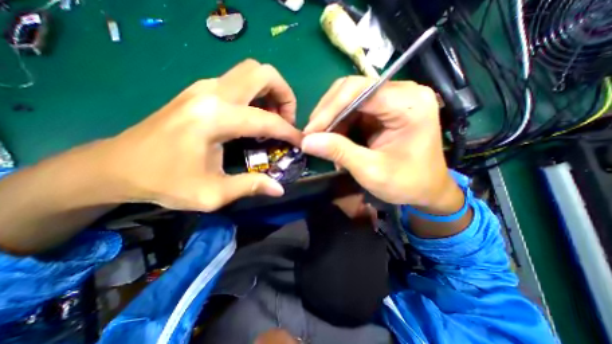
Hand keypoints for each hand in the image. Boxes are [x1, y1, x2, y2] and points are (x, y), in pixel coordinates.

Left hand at [96, 59, 302, 210]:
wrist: (117, 166)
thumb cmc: (165, 182)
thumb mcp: (212, 194)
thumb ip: (250, 187)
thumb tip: (279, 188)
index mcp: (215, 119)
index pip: (266, 120)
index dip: (289, 132)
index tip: (300, 142)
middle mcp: (211, 93)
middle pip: (262, 73)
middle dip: (284, 94)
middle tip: (286, 120)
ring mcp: (204, 87)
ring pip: (251, 72)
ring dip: (270, 92)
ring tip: (273, 118)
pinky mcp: (200, 90)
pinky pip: (239, 82)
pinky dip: (256, 94)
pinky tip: (254, 117)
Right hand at [303, 78, 461, 211]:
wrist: (427, 190)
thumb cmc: (407, 183)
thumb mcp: (371, 170)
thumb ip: (339, 152)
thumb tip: (306, 142)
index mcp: (409, 103)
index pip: (359, 90)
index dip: (329, 109)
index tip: (310, 132)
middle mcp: (402, 92)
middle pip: (352, 89)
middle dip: (327, 113)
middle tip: (312, 136)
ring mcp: (392, 100)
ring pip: (349, 98)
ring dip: (331, 120)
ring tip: (322, 142)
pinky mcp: (383, 110)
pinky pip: (353, 110)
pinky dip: (339, 125)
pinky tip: (335, 141)